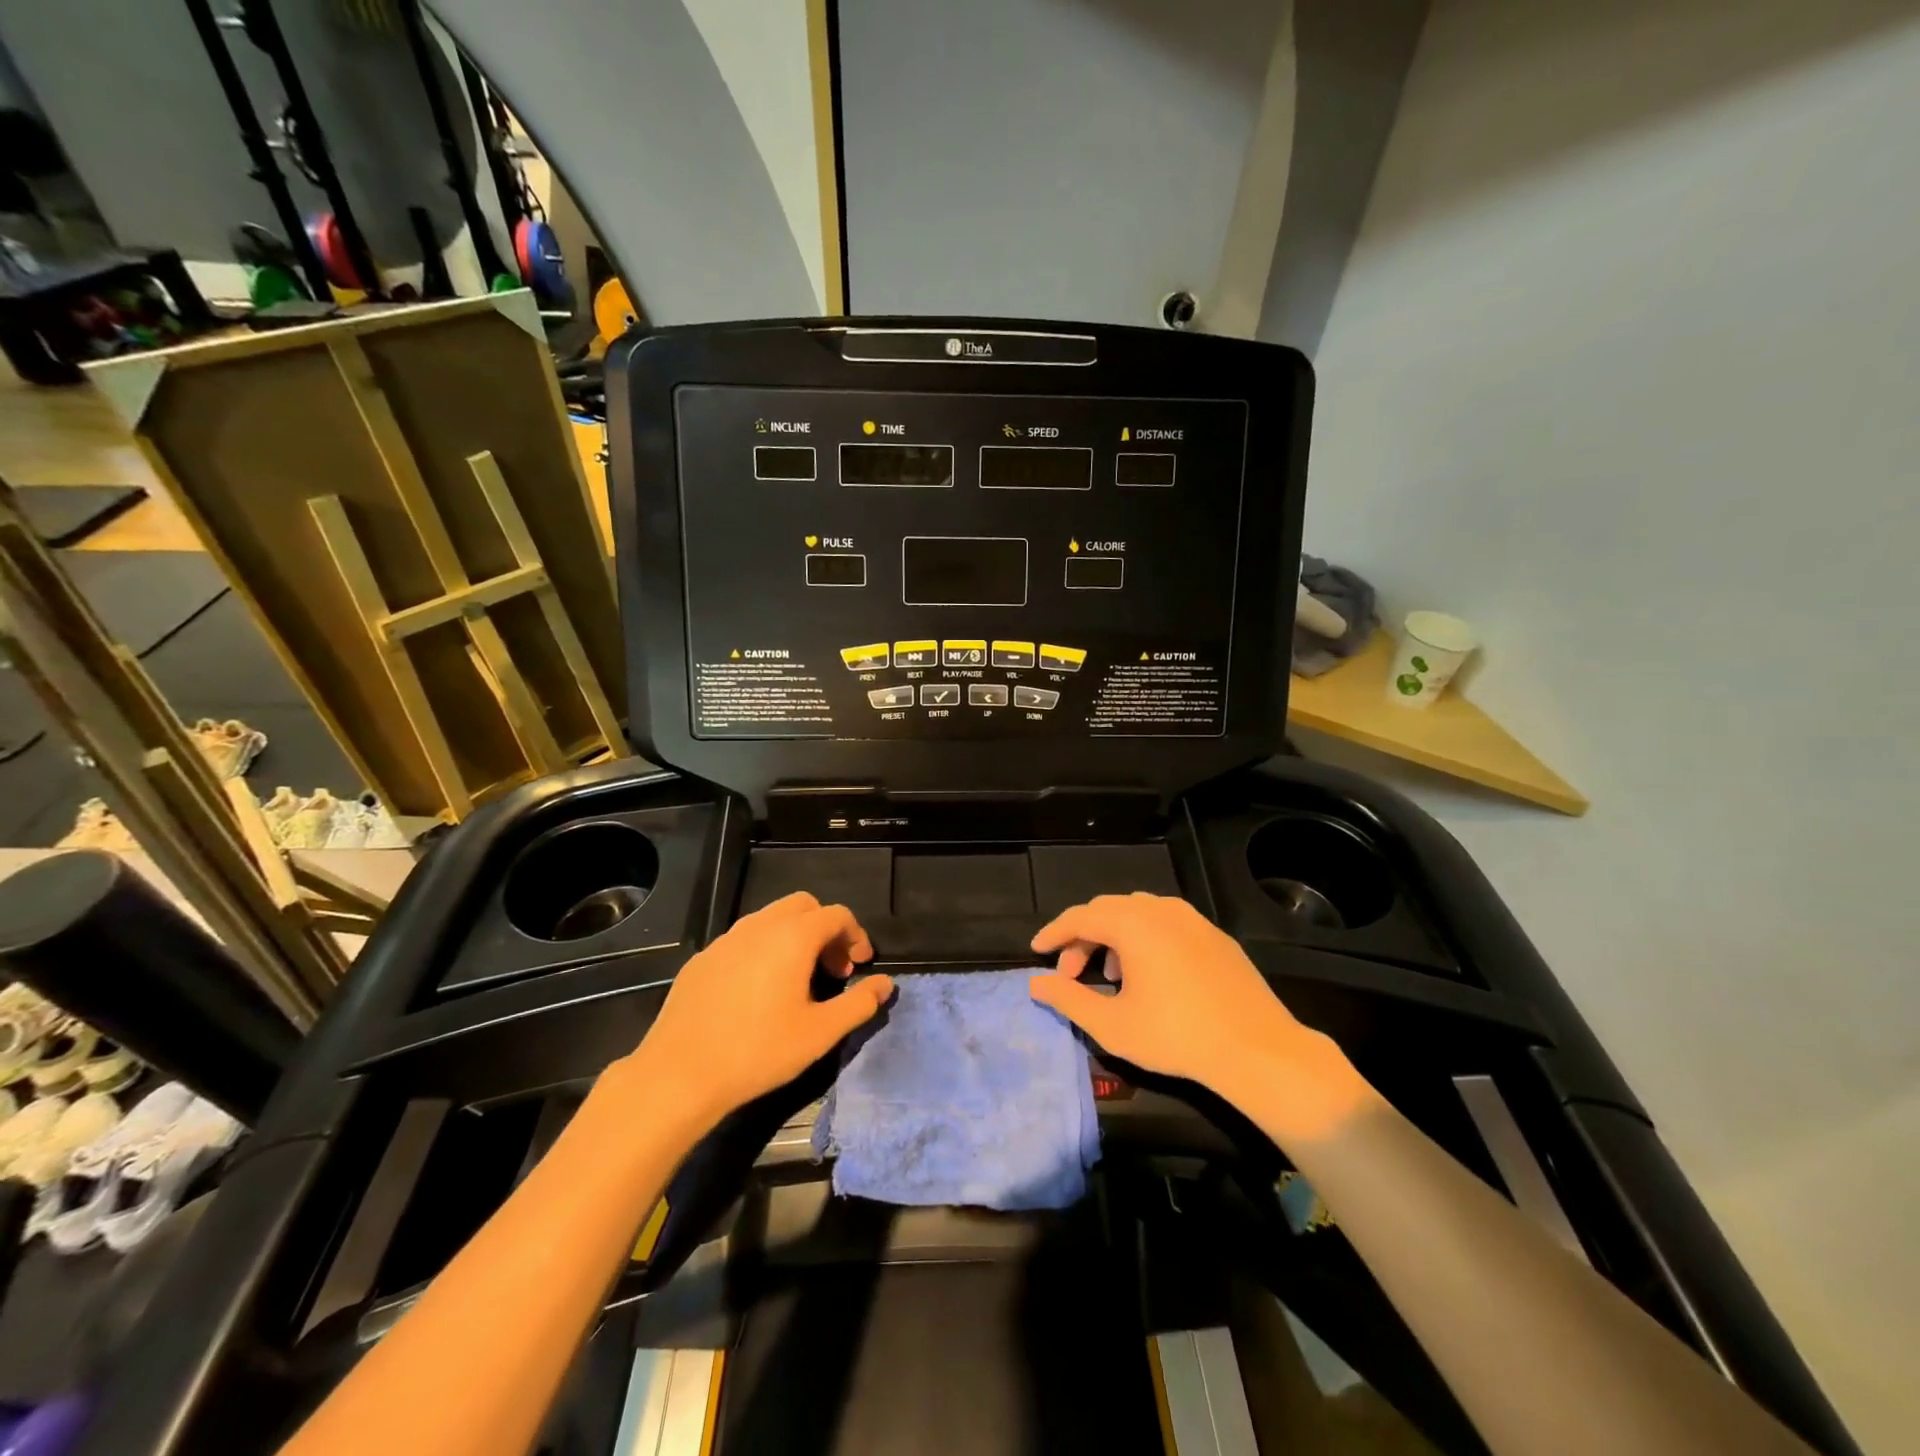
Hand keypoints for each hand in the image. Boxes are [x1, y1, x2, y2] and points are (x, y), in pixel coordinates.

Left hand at [623, 893, 893, 1132]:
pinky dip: (764, 949)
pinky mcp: (703, 957)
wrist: (679, 1074)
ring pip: (771, 918)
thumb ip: (860, 1004)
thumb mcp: (820, 1033)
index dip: (855, 935)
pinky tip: (758, 991)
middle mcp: (760, 926)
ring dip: (795, 937)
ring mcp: (727, 939)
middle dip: (825, 929)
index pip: (836, 915)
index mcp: (793, 937)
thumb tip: (886, 984)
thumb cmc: (758, 1052)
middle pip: (804, 906)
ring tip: (798, 980)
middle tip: (831, 969)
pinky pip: (744, 938)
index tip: (859, 967)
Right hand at [1029, 893, 1363, 1130]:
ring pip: (1139, 913)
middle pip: (1108, 910)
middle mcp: (1161, 909)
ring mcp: (1193, 919)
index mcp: (1133, 924)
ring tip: (1110, 974)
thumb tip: (1037, 985)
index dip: (1054, 933)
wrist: (1258, 1049)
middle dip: (1083, 937)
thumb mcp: (1112, 1025)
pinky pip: (1167, 923)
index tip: (1036, 951)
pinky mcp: (1215, 935)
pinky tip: (1151, 974)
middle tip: (1071, 973)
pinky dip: (1145, 939)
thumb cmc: (1176, 1036)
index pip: (1080, 916)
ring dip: (1114, 936)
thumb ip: (1068, 1000)